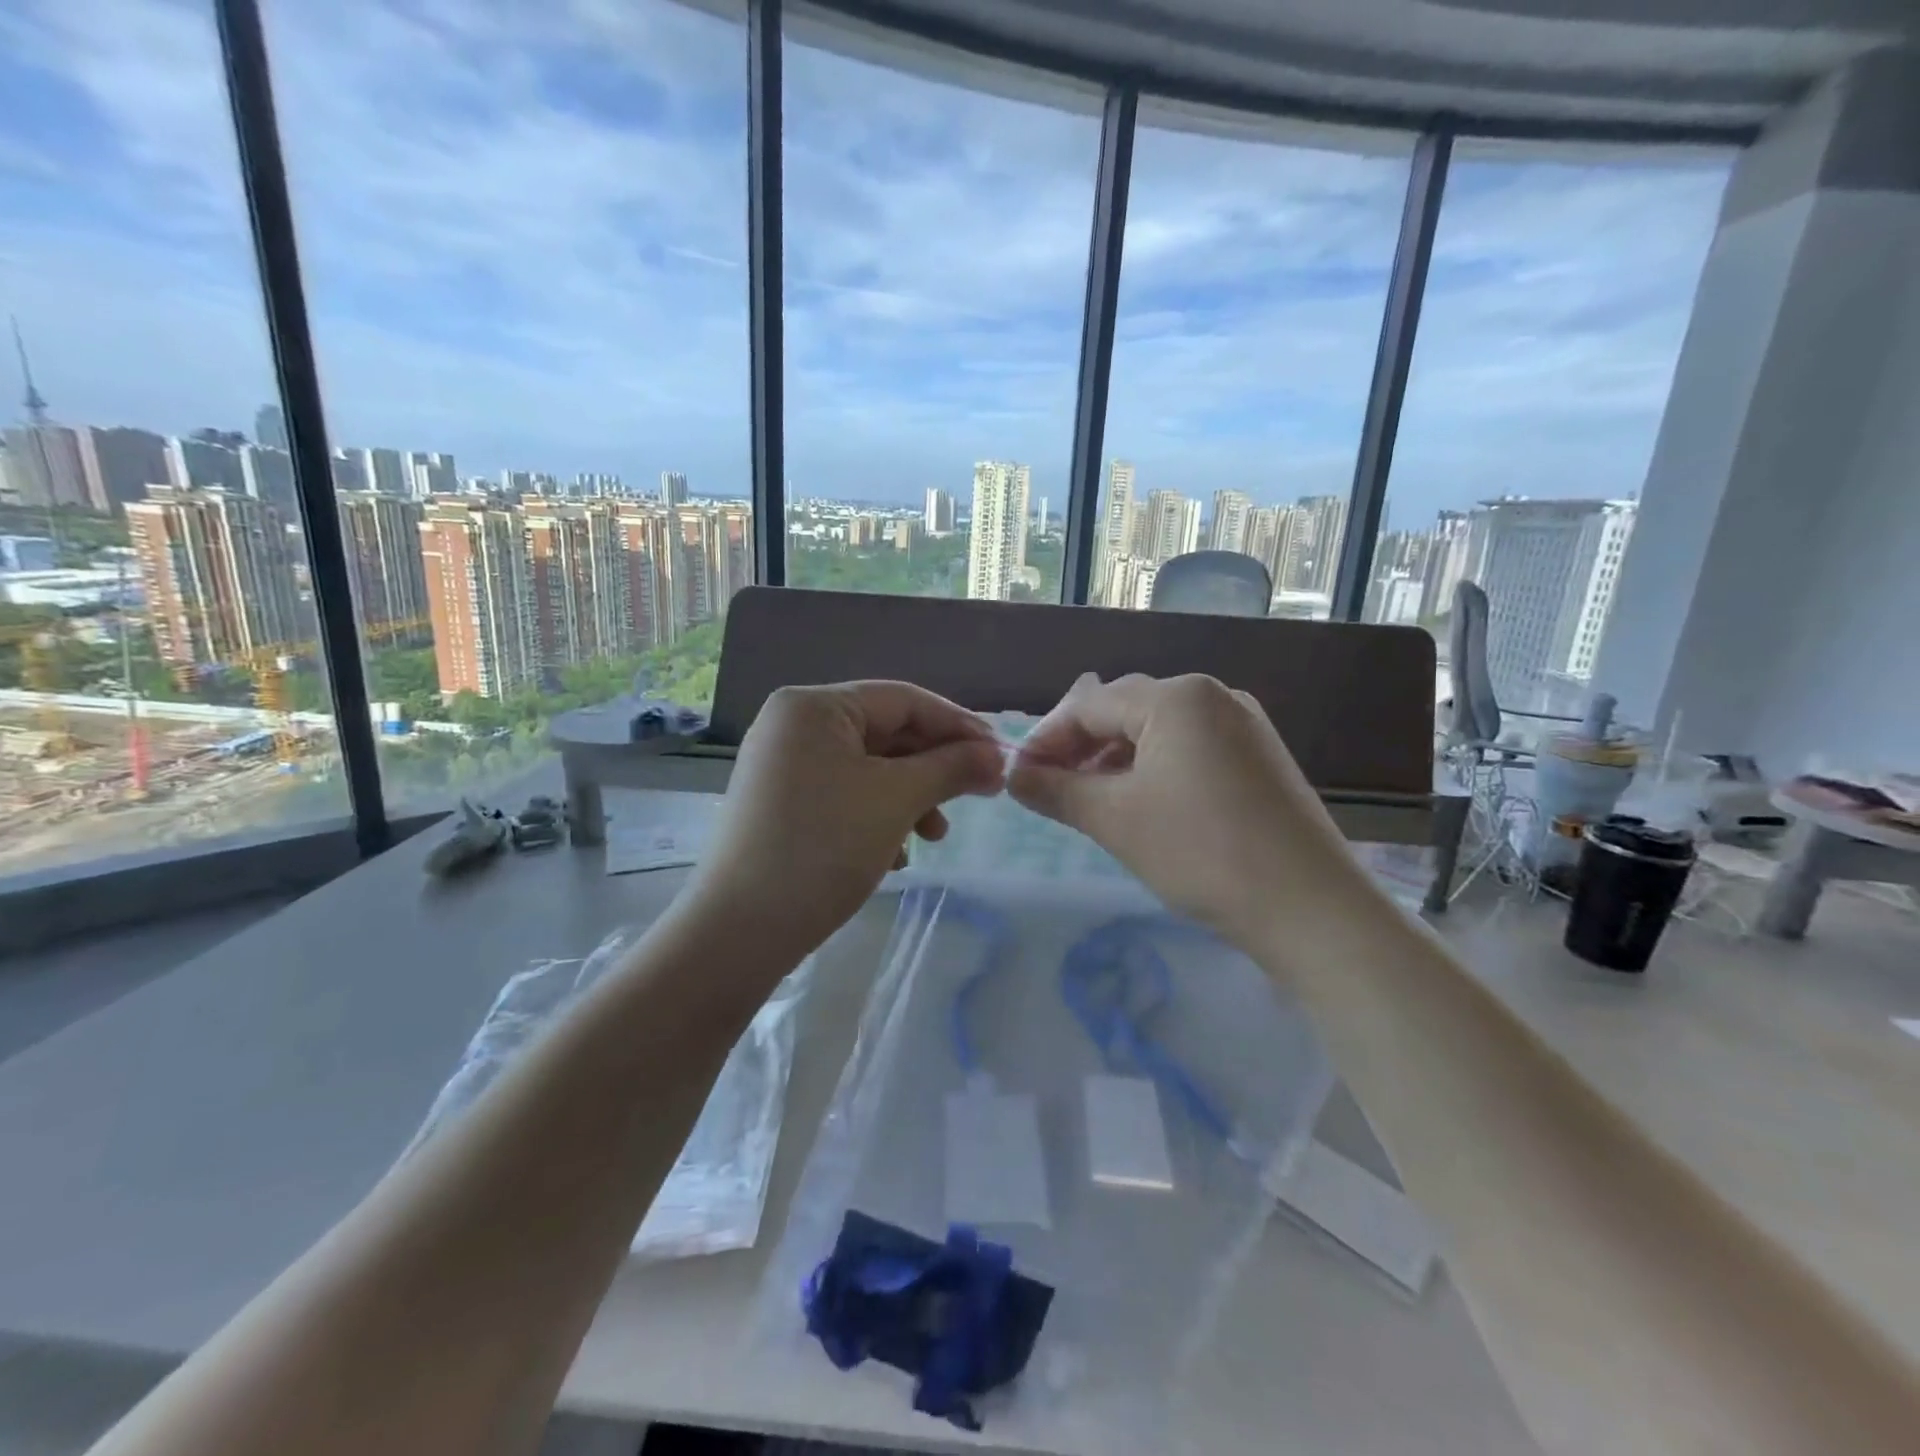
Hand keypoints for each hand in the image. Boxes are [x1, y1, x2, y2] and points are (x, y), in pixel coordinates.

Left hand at [681, 681, 1004, 959]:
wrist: (739, 931)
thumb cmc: (823, 848)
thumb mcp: (897, 801)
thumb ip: (952, 767)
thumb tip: (999, 756)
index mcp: (814, 706)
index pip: (904, 699)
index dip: (959, 725)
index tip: (1002, 756)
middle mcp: (794, 724)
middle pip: (886, 732)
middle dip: (935, 767)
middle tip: (980, 795)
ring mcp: (784, 764)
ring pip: (869, 767)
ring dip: (912, 796)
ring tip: (936, 835)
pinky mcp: (782, 802)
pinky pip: (846, 792)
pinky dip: (879, 814)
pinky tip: (897, 853)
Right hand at [1007, 673, 1352, 942]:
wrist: (1311, 908)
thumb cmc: (1201, 852)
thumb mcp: (1115, 819)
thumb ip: (1055, 790)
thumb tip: (1013, 776)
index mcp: (1176, 696)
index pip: (1089, 705)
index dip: (1046, 739)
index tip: (1018, 778)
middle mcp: (1212, 695)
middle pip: (1124, 710)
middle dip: (1080, 748)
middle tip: (1050, 789)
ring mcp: (1243, 724)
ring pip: (1157, 731)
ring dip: (1115, 760)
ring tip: (1091, 801)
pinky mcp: (1259, 756)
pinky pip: (1190, 748)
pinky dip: (1154, 770)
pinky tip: (1143, 804)